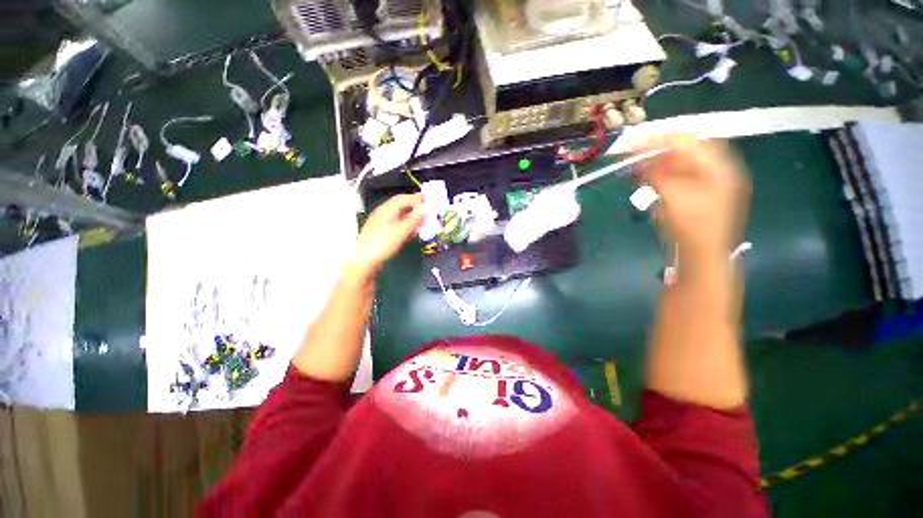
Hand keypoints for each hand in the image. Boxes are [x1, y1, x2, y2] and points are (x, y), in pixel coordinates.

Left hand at [346, 194, 425, 280]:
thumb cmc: (382, 244)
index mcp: (387, 209)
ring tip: (423, 223)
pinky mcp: (383, 233)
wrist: (364, 261)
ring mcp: (382, 223)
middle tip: (428, 214)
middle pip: (402, 205)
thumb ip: (415, 219)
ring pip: (400, 215)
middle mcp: (384, 213)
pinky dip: (407, 225)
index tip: (430, 205)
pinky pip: (397, 224)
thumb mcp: (401, 231)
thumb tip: (427, 208)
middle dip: (416, 208)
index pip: (405, 198)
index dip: (418, 199)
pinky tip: (413, 232)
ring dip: (413, 217)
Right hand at [638, 134, 749, 267]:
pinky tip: (649, 183)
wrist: (704, 256)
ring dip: (659, 166)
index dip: (660, 139)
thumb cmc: (692, 225)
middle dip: (658, 153)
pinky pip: (680, 179)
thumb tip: (637, 161)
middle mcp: (718, 170)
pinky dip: (663, 178)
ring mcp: (710, 184)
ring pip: (681, 165)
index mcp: (719, 166)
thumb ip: (655, 174)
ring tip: (638, 171)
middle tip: (634, 158)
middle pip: (686, 151)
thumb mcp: (672, 196)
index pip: (689, 141)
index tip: (634, 144)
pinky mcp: (699, 196)